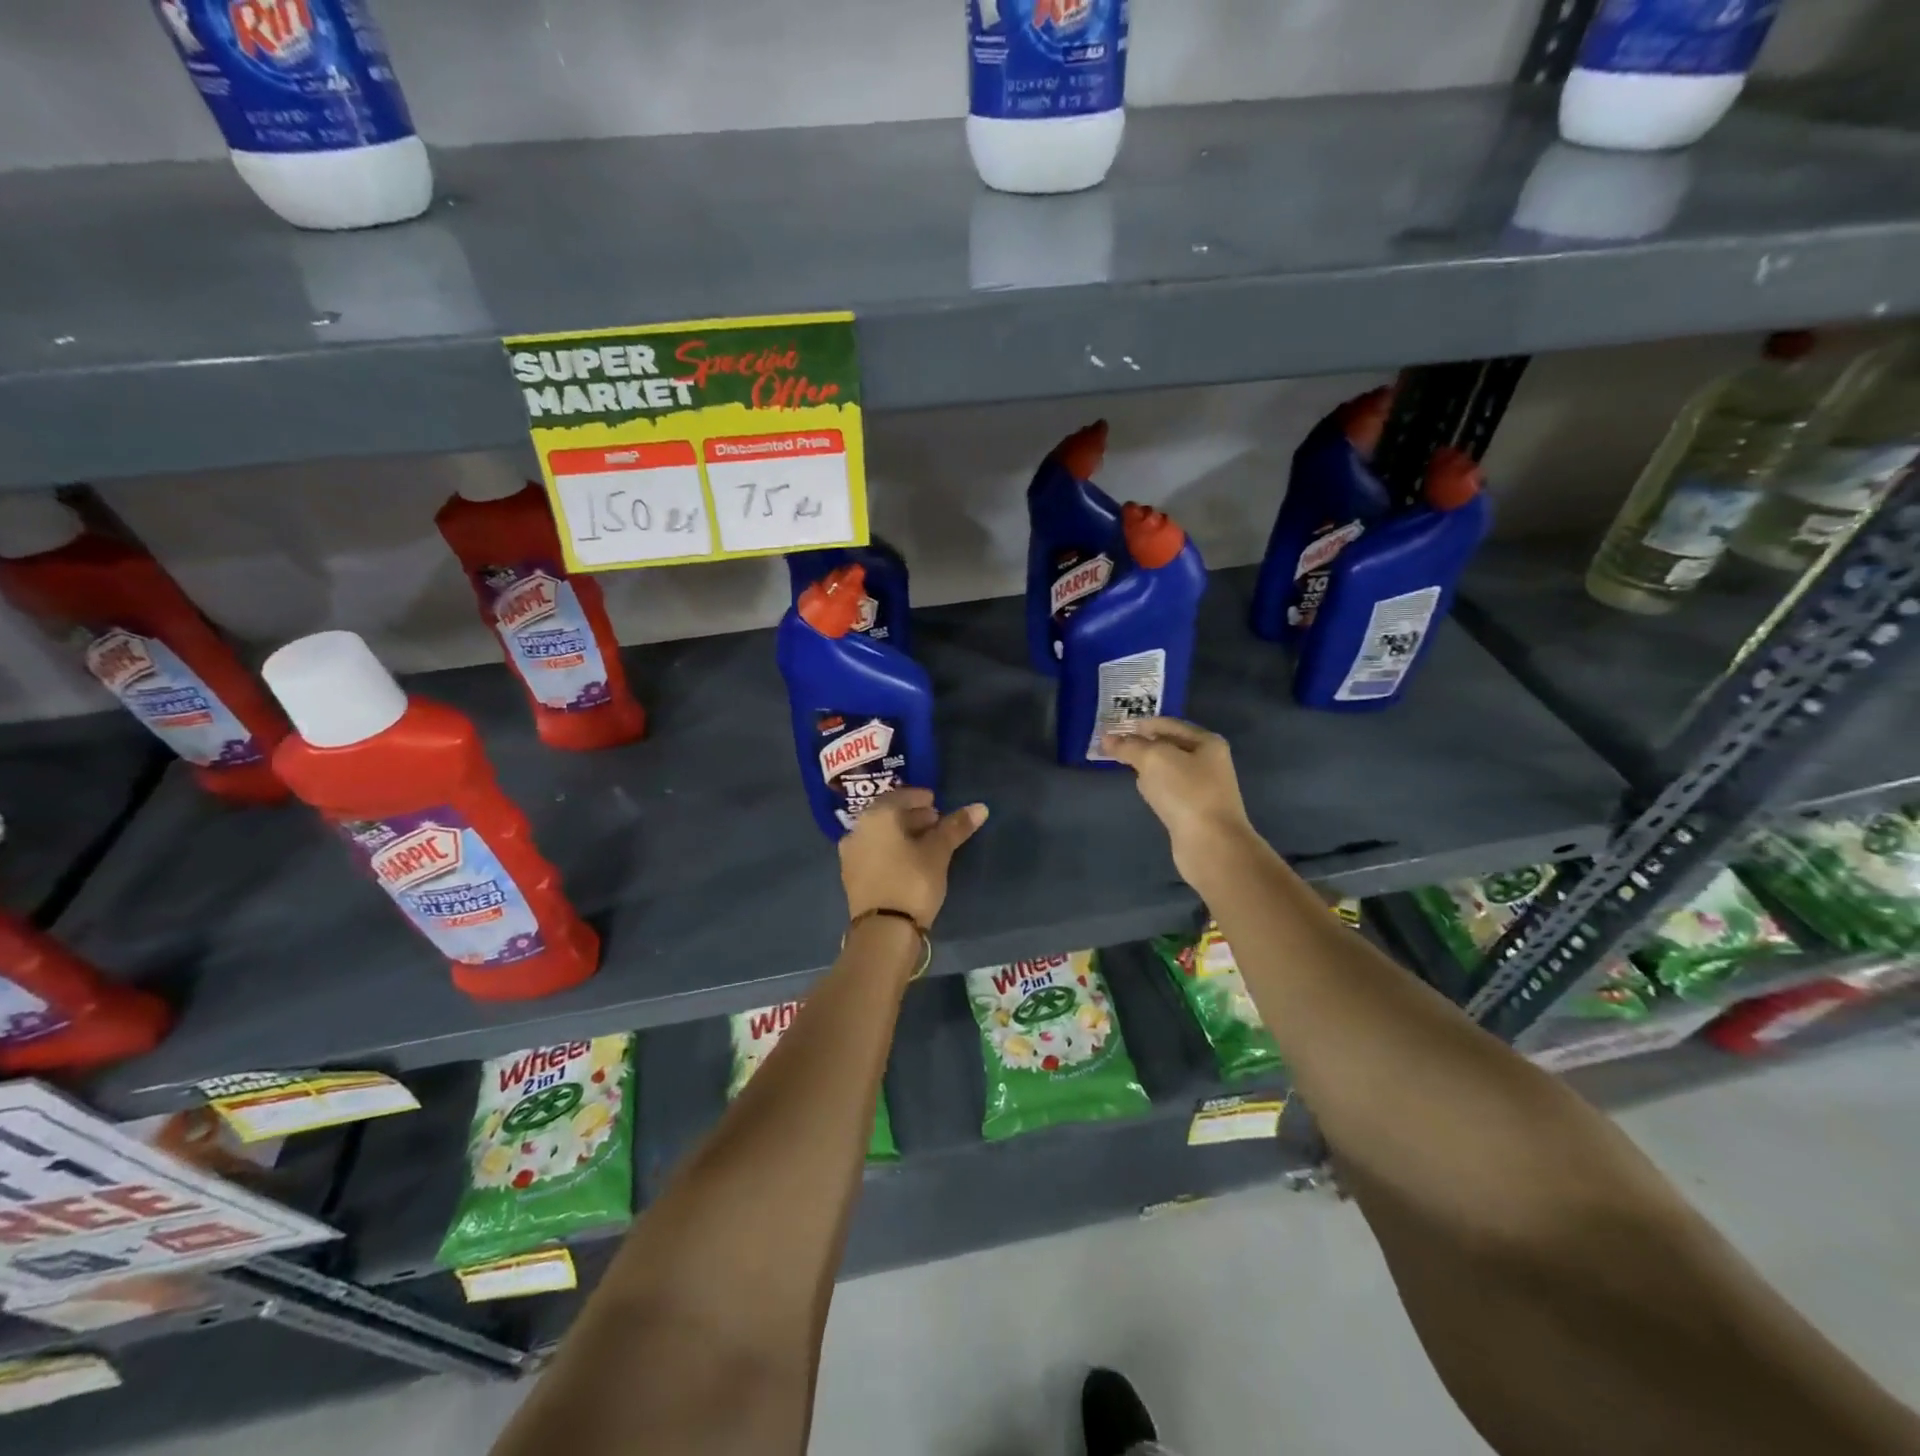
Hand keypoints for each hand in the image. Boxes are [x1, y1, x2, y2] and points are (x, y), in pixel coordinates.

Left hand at [839, 788, 988, 927]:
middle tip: (937, 823)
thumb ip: (956, 827)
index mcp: (877, 816)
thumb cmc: (913, 881)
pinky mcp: (851, 876)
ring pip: (880, 834)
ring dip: (902, 834)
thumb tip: (980, 807)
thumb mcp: (938, 852)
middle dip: (913, 816)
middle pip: (889, 814)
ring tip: (926, 843)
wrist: (883, 930)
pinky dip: (891, 850)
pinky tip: (909, 861)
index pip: (901, 796)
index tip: (938, 804)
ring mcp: (851, 854)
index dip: (921, 798)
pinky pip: (874, 852)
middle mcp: (858, 829)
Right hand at [1100, 717, 1258, 886]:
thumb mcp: (1154, 759)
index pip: (1168, 724)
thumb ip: (1129, 746)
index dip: (1141, 724)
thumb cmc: (1186, 793)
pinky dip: (1156, 788)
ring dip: (1149, 767)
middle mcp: (1209, 761)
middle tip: (1115, 748)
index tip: (1115, 729)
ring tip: (1126, 767)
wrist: (1212, 844)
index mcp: (1206, 742)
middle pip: (1169, 746)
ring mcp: (1204, 787)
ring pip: (1169, 770)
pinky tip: (1145, 793)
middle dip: (1143, 745)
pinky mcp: (1195, 810)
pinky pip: (1170, 791)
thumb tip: (1107, 739)